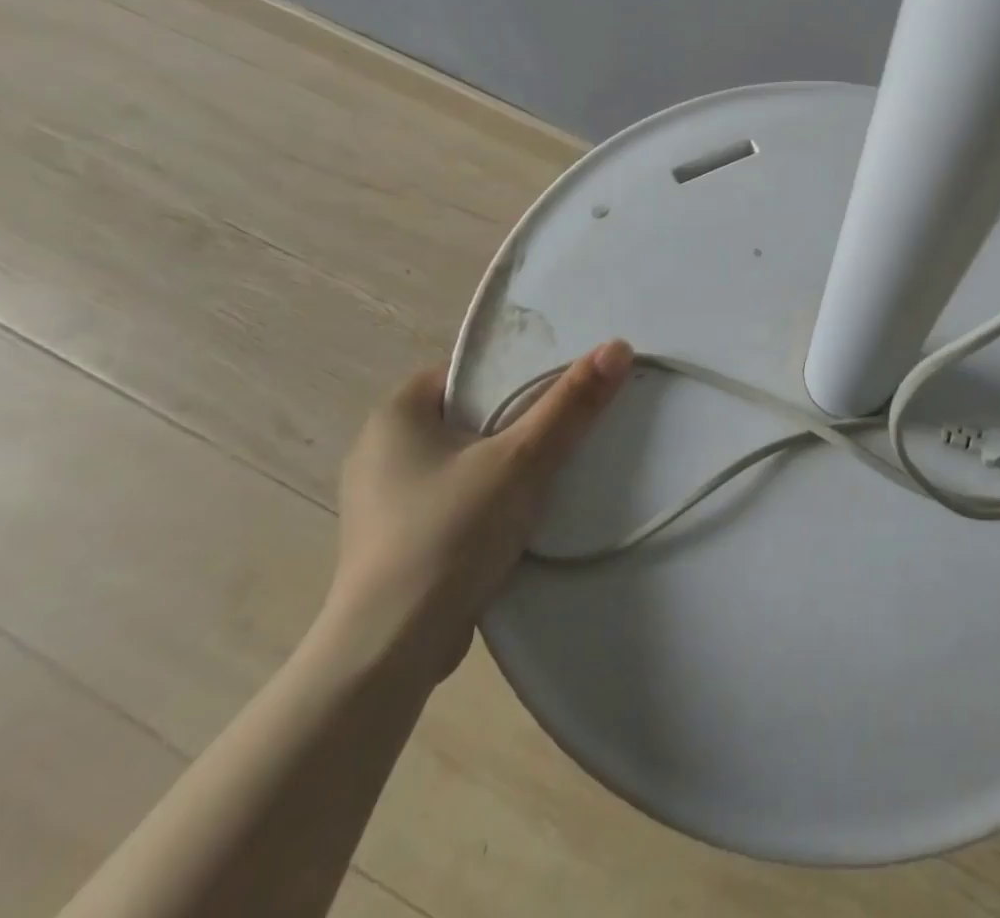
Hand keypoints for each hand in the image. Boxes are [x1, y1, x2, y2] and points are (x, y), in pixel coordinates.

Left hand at [326, 340, 632, 678]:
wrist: (390, 652)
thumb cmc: (449, 534)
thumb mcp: (522, 460)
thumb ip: (571, 404)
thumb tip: (618, 347)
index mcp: (396, 414)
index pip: (470, 371)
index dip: (518, 373)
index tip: (562, 388)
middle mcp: (380, 448)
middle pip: (471, 414)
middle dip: (518, 421)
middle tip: (567, 425)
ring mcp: (383, 498)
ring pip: (465, 458)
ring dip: (505, 463)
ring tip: (552, 468)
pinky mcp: (394, 539)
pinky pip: (454, 496)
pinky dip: (487, 497)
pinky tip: (519, 513)